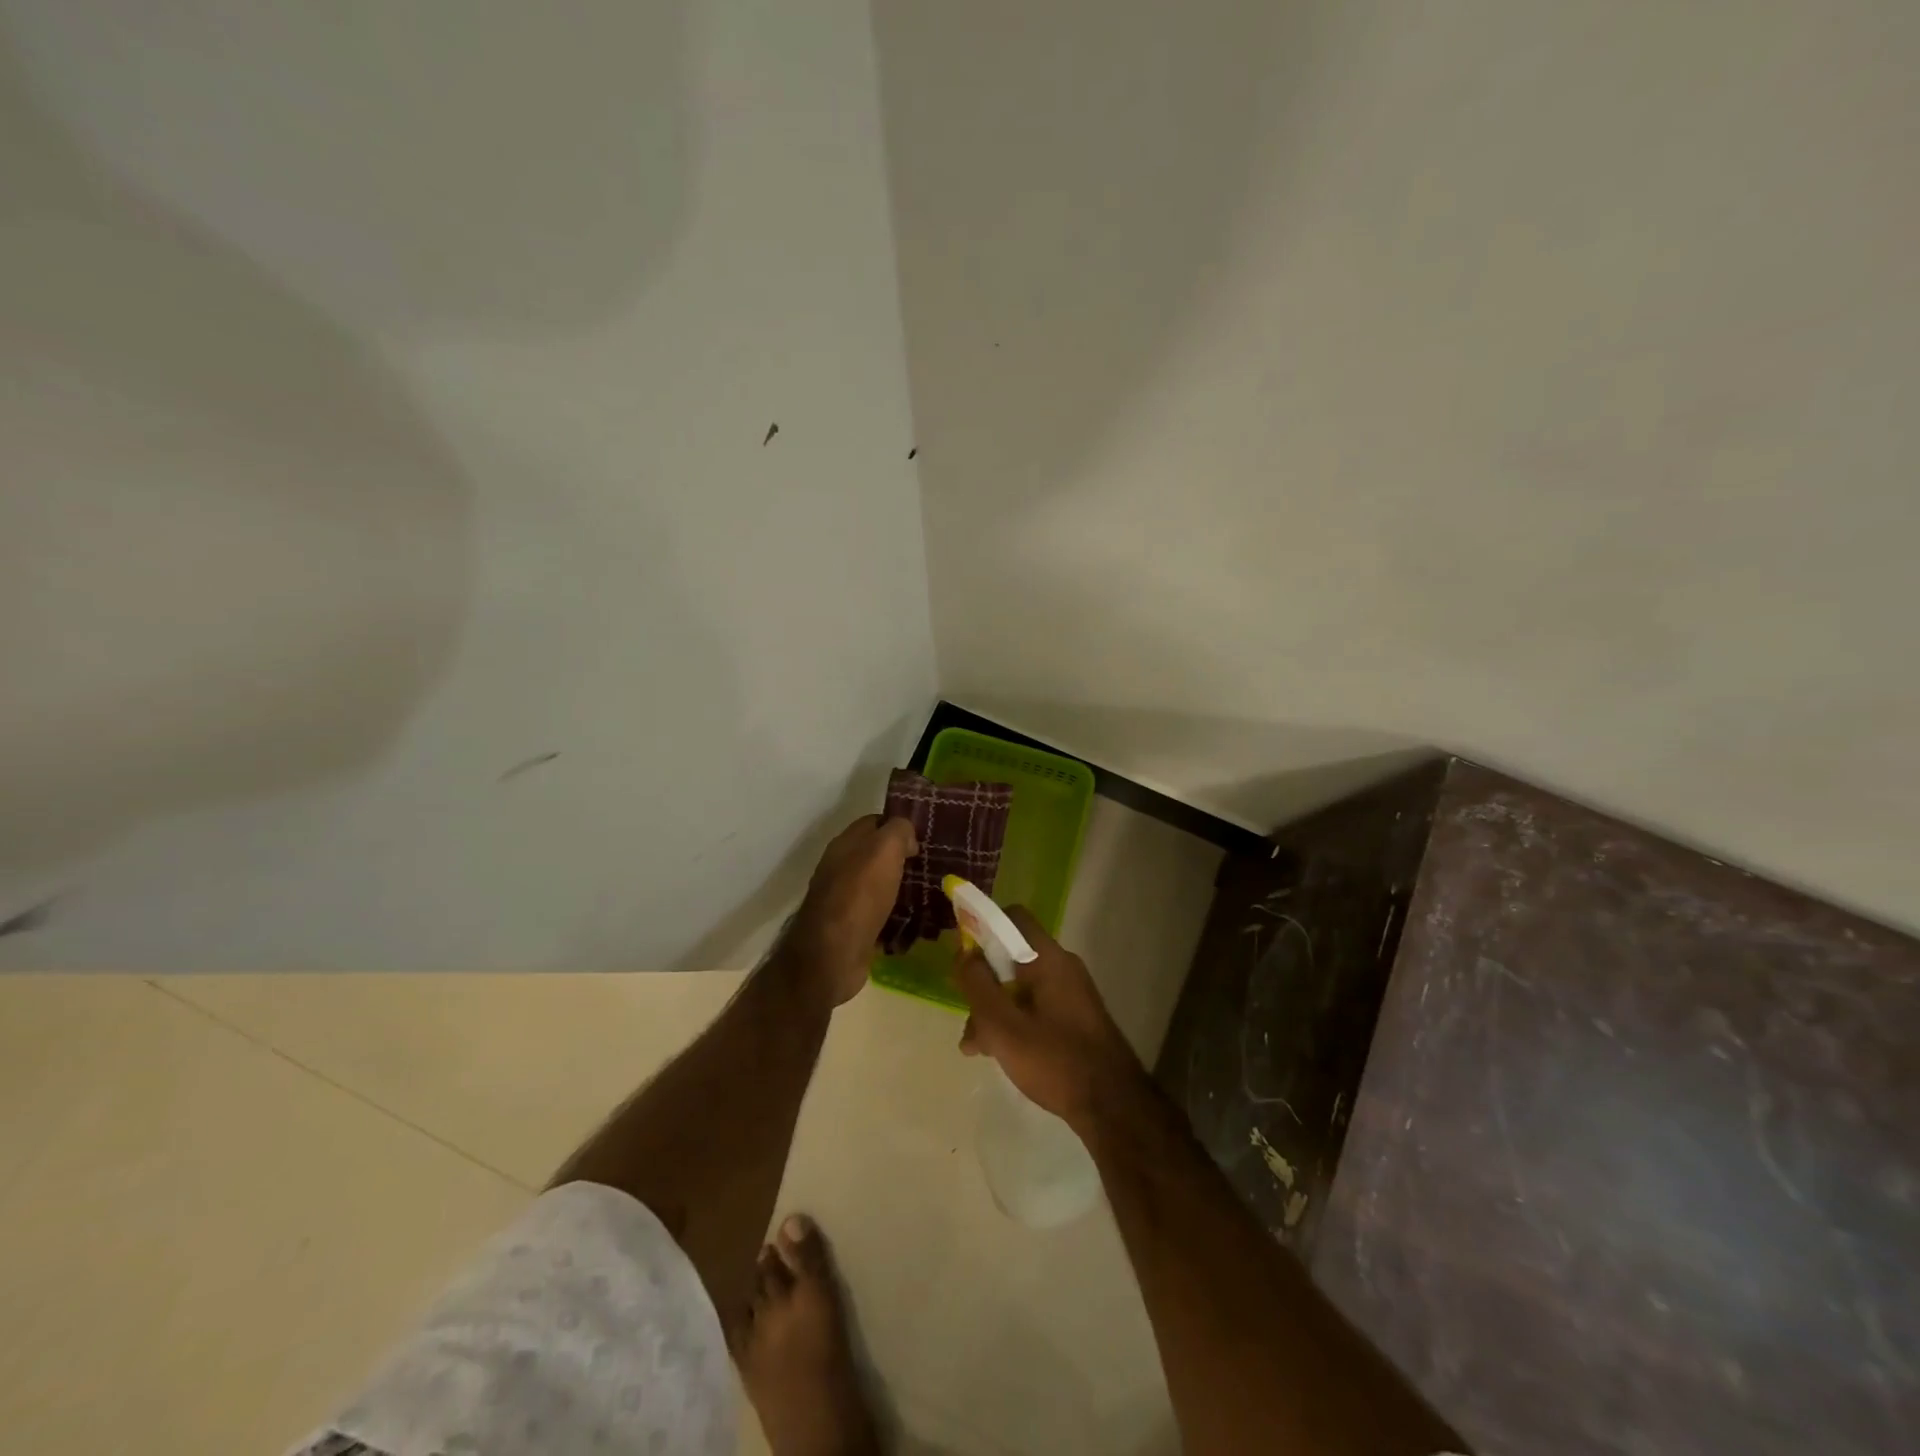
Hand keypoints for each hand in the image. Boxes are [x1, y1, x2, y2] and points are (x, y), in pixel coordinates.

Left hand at [782, 815, 917, 1008]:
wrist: (833, 955)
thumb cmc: (859, 895)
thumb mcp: (884, 850)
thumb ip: (898, 831)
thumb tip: (907, 837)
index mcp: (844, 844)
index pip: (875, 822)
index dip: (899, 826)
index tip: (925, 836)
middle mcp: (840, 868)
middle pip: (877, 855)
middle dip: (904, 859)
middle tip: (933, 865)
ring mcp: (844, 899)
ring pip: (880, 885)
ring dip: (902, 888)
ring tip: (931, 892)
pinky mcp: (852, 928)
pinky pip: (880, 914)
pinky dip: (897, 915)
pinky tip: (917, 920)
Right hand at [954, 907, 1146, 1128]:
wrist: (1112, 1106)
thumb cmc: (1054, 1060)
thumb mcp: (1003, 1025)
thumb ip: (978, 985)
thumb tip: (963, 955)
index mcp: (1048, 959)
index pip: (1012, 918)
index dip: (982, 927)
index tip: (961, 955)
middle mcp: (1063, 967)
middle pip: (1012, 957)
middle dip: (983, 983)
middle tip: (966, 1015)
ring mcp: (1071, 994)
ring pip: (1021, 987)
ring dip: (994, 1010)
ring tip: (975, 1047)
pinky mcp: (1075, 1018)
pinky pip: (1036, 1007)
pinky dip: (1014, 1021)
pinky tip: (999, 1054)